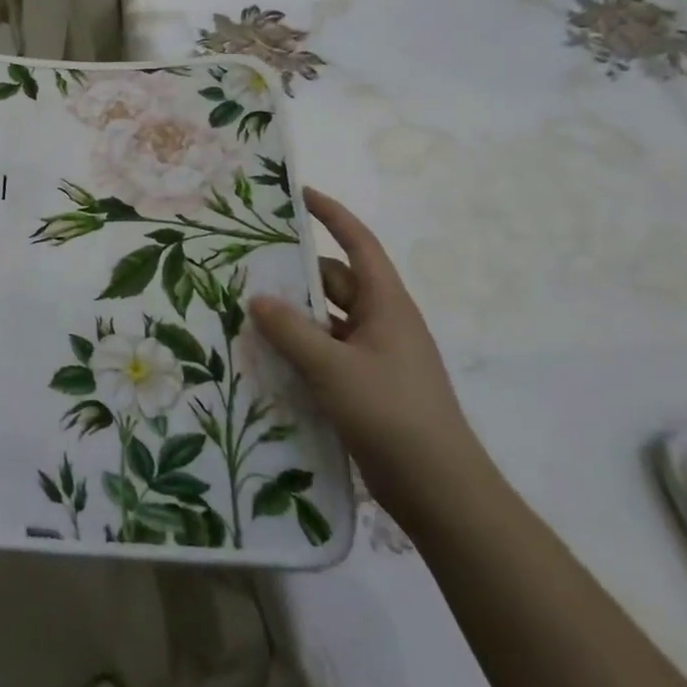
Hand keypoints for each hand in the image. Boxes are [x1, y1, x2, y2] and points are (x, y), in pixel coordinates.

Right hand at [249, 187, 488, 524]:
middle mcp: (382, 323)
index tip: (298, 194)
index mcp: (386, 305)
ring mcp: (375, 356)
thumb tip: (257, 298)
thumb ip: (291, 330)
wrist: (441, 492)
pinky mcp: (366, 386)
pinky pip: (326, 352)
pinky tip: (266, 357)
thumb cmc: (392, 414)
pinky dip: (300, 349)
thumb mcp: (333, 368)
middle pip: (334, 282)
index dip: (331, 215)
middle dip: (296, 273)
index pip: (359, 243)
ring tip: (246, 311)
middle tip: (248, 265)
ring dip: (293, 316)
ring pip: (327, 320)